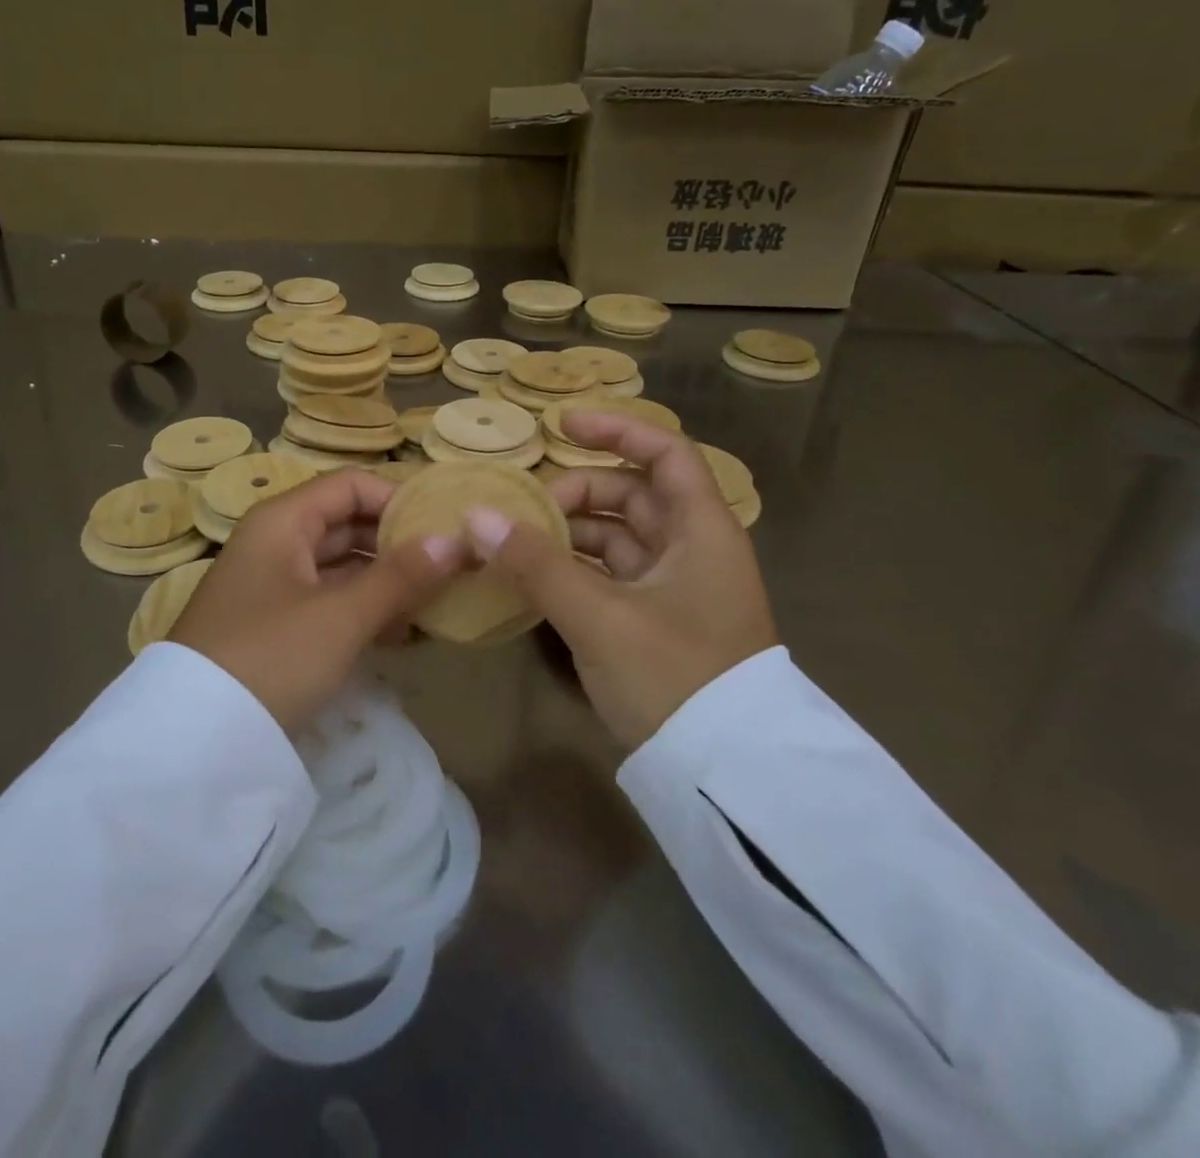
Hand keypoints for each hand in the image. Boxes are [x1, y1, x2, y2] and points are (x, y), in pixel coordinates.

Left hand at [171, 470, 464, 734]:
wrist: (195, 739)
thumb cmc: (271, 656)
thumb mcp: (341, 616)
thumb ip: (401, 577)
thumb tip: (456, 541)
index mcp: (283, 521)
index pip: (351, 486)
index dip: (398, 499)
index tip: (445, 527)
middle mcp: (277, 544)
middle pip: (348, 525)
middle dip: (399, 545)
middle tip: (452, 567)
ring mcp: (274, 587)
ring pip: (342, 569)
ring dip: (388, 584)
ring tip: (437, 605)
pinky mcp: (277, 627)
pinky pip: (331, 604)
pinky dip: (365, 613)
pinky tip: (403, 636)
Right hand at [466, 413, 776, 748]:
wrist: (722, 775)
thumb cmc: (675, 678)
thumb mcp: (600, 617)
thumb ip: (537, 564)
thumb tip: (476, 516)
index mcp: (702, 531)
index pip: (666, 454)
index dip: (617, 430)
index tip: (562, 424)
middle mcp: (693, 550)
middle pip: (633, 496)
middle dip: (577, 493)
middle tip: (523, 509)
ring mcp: (676, 589)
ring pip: (618, 539)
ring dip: (569, 535)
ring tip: (515, 543)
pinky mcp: (657, 623)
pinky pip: (610, 577)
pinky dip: (574, 571)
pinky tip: (533, 579)